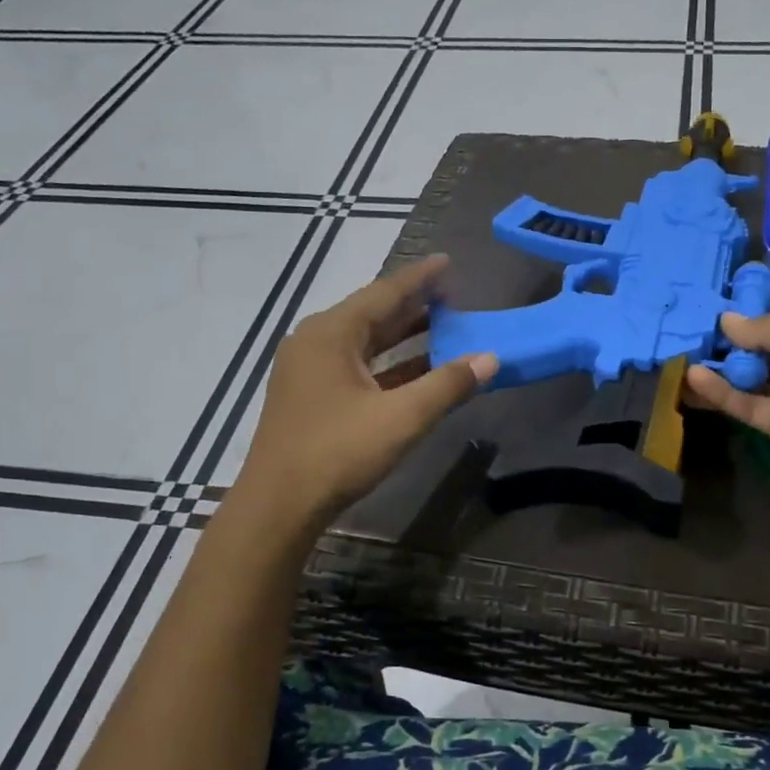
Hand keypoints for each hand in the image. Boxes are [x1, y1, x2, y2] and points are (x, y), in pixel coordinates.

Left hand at [242, 256, 496, 526]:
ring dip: (403, 335)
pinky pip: (357, 365)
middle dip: (414, 304)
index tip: (448, 263)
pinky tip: (418, 369)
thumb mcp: (402, 418)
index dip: (421, 279)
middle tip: (453, 295)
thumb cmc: (338, 453)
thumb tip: (490, 358)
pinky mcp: (311, 395)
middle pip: (373, 313)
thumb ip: (448, 385)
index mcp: (332, 333)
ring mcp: (310, 370)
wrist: (279, 506)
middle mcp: (316, 341)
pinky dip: (389, 363)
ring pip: (365, 341)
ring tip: (443, 325)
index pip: (385, 293)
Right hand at [685, 311, 769, 513]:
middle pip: (768, 349)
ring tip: (683, 357)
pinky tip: (694, 380)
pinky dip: (723, 394)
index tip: (713, 313)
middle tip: (690, 334)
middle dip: (733, 343)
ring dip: (723, 369)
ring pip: (755, 378)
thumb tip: (728, 321)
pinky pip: (749, 405)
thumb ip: (769, 327)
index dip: (752, 318)